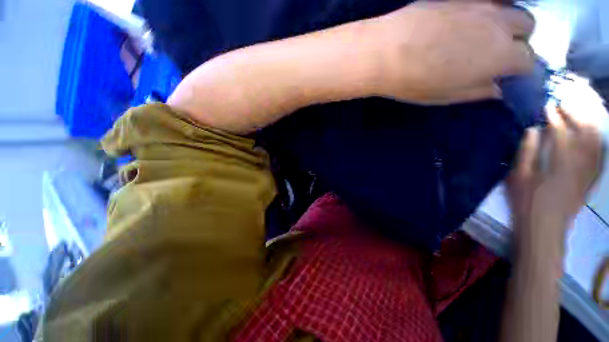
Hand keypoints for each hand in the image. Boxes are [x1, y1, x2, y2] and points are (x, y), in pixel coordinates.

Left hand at [372, 2, 534, 103]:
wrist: (386, 53)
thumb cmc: (415, 82)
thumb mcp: (447, 96)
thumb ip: (479, 91)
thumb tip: (499, 89)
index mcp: (501, 56)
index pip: (528, 61)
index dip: (519, 69)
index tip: (506, 74)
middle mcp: (500, 24)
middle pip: (527, 27)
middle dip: (518, 40)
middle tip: (494, 52)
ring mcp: (480, 4)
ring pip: (510, 9)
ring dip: (504, 22)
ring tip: (480, 35)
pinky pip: (486, 0)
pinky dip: (486, 10)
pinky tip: (466, 21)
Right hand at [507, 105, 603, 227]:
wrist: (545, 226)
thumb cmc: (526, 201)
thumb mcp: (518, 177)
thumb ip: (526, 152)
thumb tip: (533, 130)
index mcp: (559, 164)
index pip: (561, 133)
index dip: (555, 118)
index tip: (548, 107)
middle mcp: (580, 165)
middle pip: (585, 133)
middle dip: (577, 115)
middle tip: (566, 103)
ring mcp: (589, 172)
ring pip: (596, 141)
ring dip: (590, 123)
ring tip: (581, 111)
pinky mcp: (592, 178)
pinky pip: (601, 155)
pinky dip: (598, 140)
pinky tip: (594, 132)